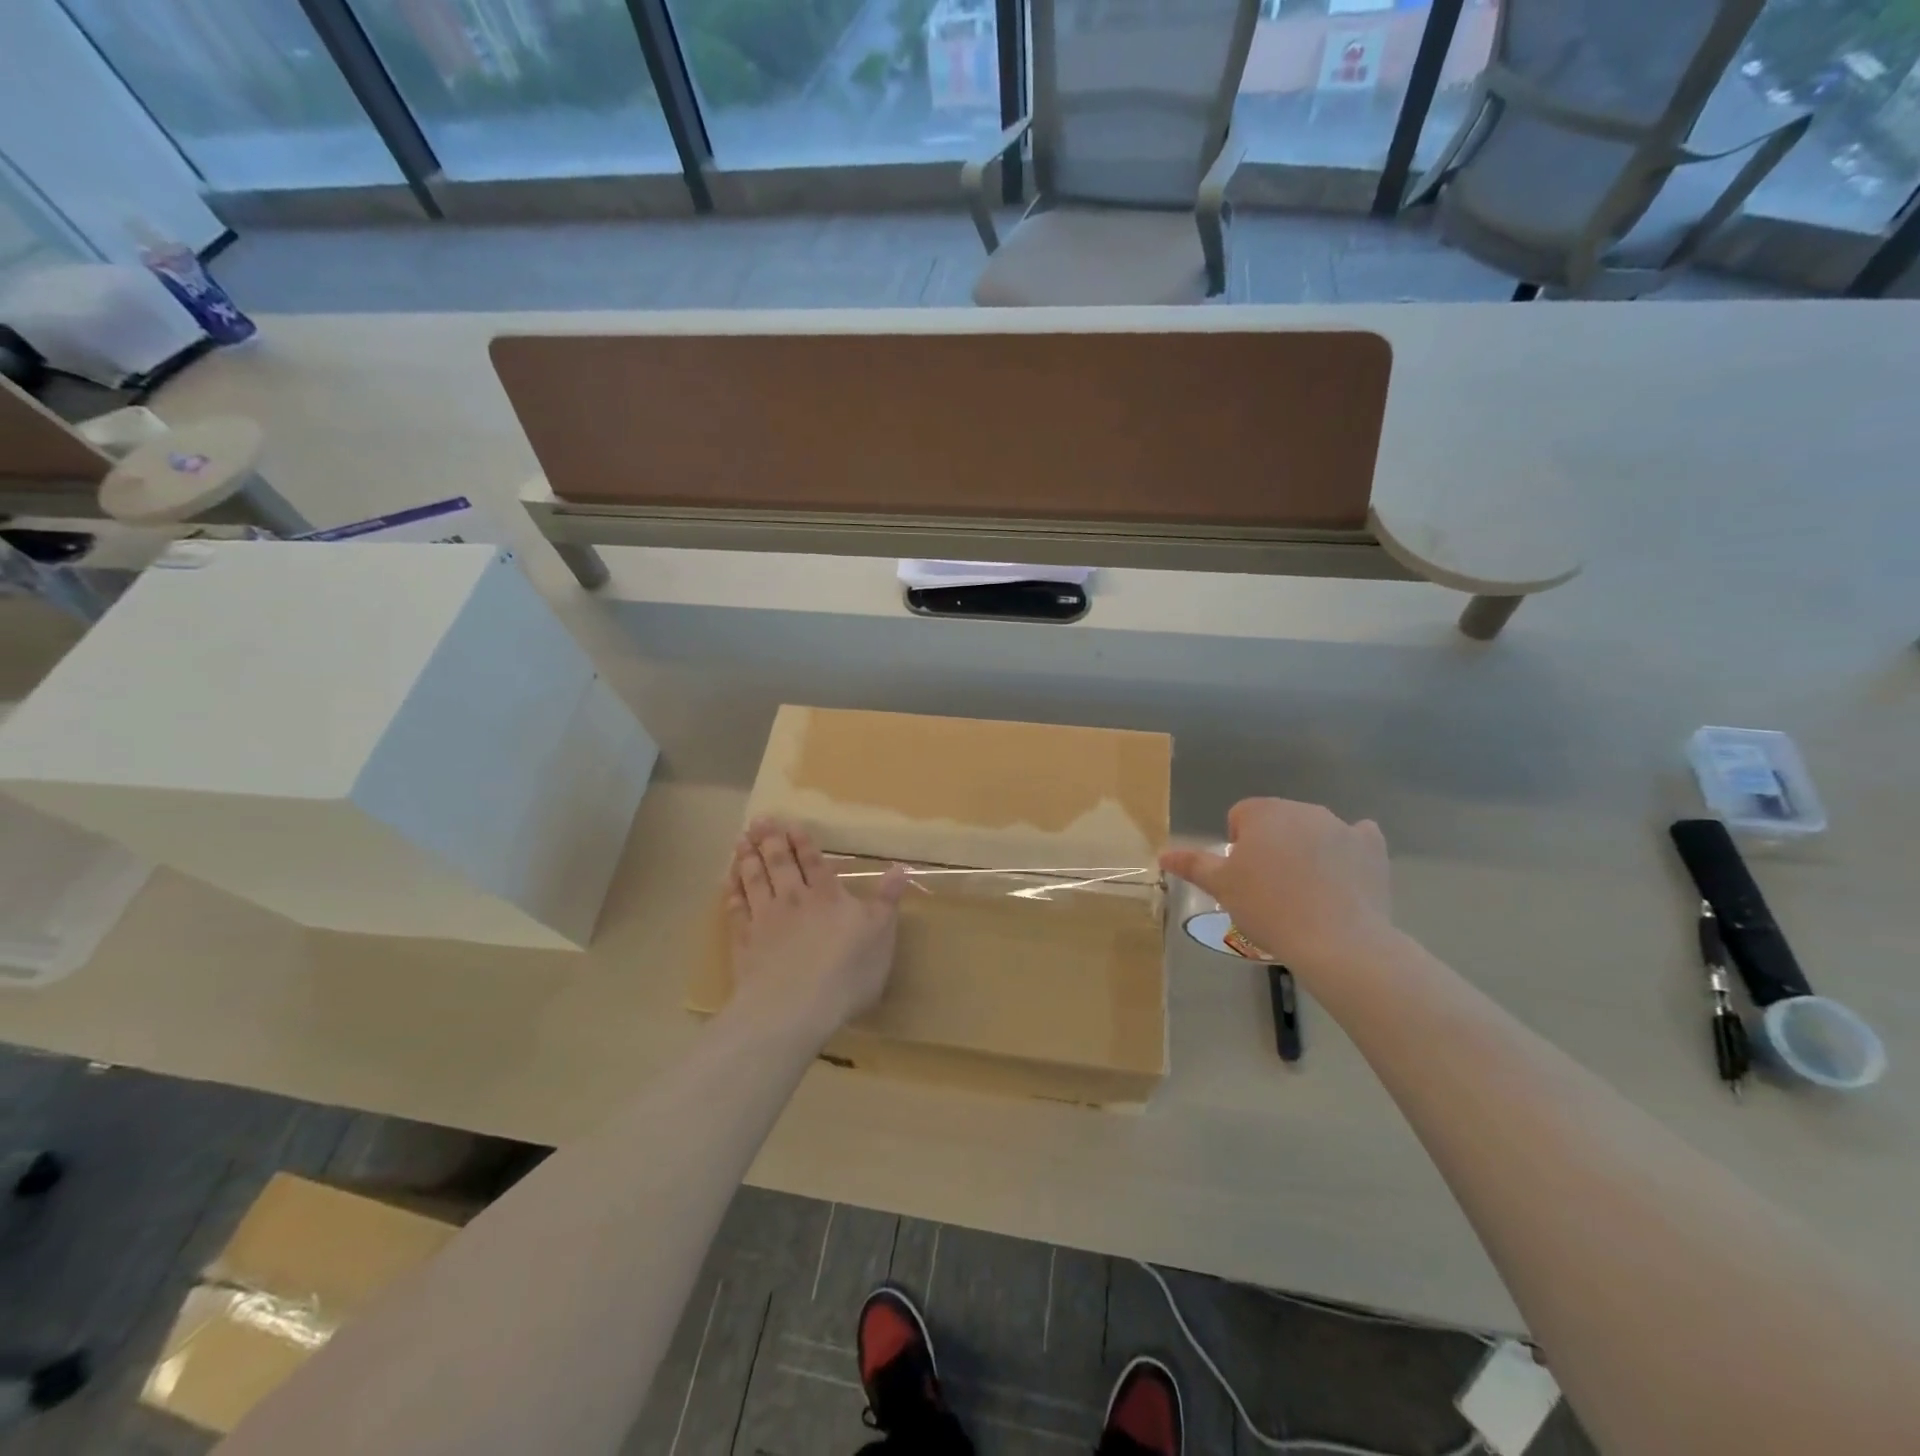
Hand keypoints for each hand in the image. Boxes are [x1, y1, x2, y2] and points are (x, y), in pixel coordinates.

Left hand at [726, 817, 908, 1039]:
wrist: (794, 1007)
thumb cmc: (847, 972)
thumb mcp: (881, 935)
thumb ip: (887, 900)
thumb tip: (900, 868)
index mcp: (828, 896)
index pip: (815, 862)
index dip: (802, 842)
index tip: (790, 824)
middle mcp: (795, 899)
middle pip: (780, 864)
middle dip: (771, 840)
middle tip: (760, 820)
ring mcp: (766, 919)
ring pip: (755, 880)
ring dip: (748, 858)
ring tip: (741, 840)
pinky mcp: (744, 941)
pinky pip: (736, 909)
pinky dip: (731, 892)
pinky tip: (727, 881)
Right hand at [1159, 799, 1395, 976]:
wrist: (1338, 941)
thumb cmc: (1269, 908)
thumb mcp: (1222, 888)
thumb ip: (1193, 864)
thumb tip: (1163, 853)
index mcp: (1264, 812)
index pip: (1241, 816)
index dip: (1237, 845)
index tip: (1243, 877)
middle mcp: (1303, 809)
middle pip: (1278, 821)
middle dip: (1272, 845)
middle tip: (1269, 887)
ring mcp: (1342, 826)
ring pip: (1314, 831)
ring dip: (1305, 850)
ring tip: (1305, 892)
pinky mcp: (1372, 848)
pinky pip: (1356, 840)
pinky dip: (1347, 854)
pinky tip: (1342, 879)